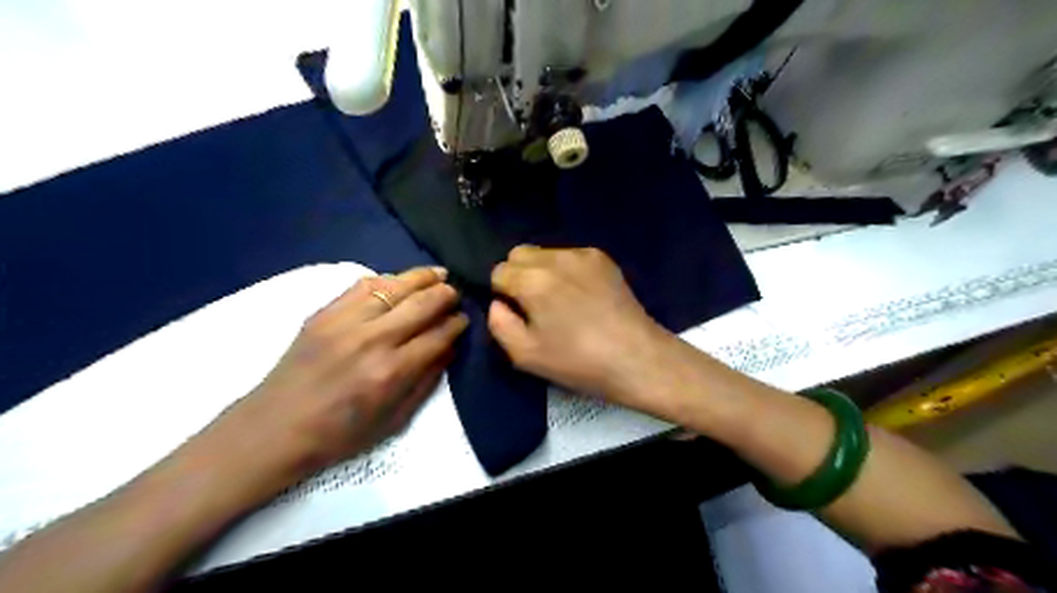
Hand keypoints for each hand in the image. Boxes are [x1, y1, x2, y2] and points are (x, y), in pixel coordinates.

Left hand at [199, 265, 463, 496]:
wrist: (274, 429)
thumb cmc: (339, 434)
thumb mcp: (395, 420)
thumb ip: (427, 380)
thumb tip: (449, 347)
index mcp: (392, 372)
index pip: (438, 335)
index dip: (457, 324)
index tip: (465, 318)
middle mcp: (372, 340)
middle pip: (422, 304)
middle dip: (446, 295)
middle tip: (456, 294)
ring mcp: (344, 322)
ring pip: (394, 286)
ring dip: (422, 277)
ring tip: (439, 274)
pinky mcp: (323, 313)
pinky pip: (362, 285)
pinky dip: (387, 279)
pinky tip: (400, 280)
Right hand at [485, 246, 666, 412]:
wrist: (636, 357)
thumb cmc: (578, 361)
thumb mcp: (525, 355)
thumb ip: (498, 323)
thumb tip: (498, 303)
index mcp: (533, 281)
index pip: (498, 271)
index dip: (503, 293)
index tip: (518, 314)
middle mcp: (556, 258)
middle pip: (518, 253)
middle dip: (518, 275)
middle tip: (534, 305)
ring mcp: (582, 254)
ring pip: (544, 252)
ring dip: (541, 270)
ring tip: (561, 300)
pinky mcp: (603, 258)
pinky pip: (570, 255)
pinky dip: (566, 270)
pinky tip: (581, 294)